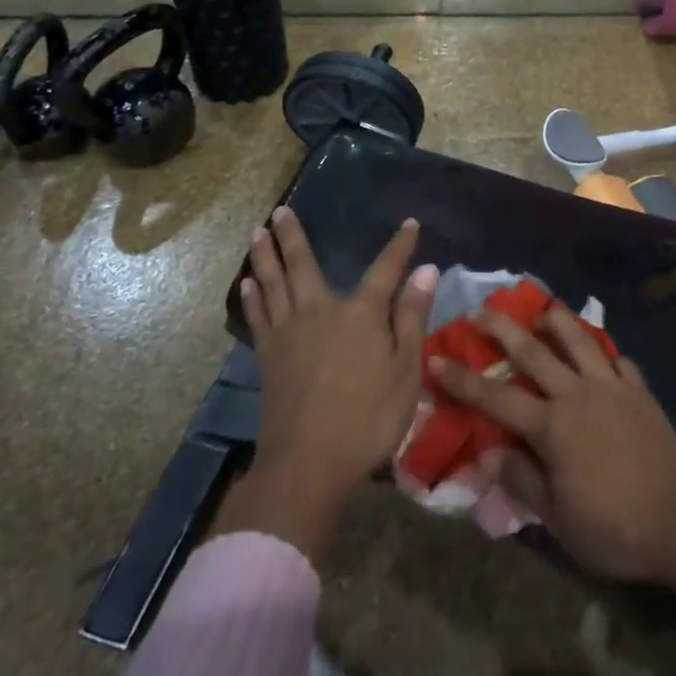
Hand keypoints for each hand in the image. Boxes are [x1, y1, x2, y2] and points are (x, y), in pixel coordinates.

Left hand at [214, 209, 438, 561]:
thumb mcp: (405, 370)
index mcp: (361, 313)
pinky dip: (253, 297)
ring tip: (258, 232)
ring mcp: (289, 333)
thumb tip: (426, 270)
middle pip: (305, 265)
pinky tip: (248, 284)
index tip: (410, 224)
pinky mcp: (268, 357)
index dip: (400, 246)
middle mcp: (320, 311)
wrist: (307, 464)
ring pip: (274, 284)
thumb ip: (412, 317)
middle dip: (294, 236)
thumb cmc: (368, 418)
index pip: (386, 269)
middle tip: (281, 210)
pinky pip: (258, 317)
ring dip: (266, 257)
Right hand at [433, 305, 675, 611]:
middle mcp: (577, 393)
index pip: (496, 397)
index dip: (462, 379)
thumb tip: (488, 451)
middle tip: (481, 310)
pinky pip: (617, 359)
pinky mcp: (639, 390)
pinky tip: (599, 351)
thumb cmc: (614, 527)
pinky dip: (603, 351)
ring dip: (554, 319)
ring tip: (539, 309)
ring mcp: (612, 386)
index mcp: (552, 426)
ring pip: (578, 339)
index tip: (435, 359)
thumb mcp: (558, 518)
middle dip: (502, 328)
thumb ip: (521, 479)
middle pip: (533, 351)